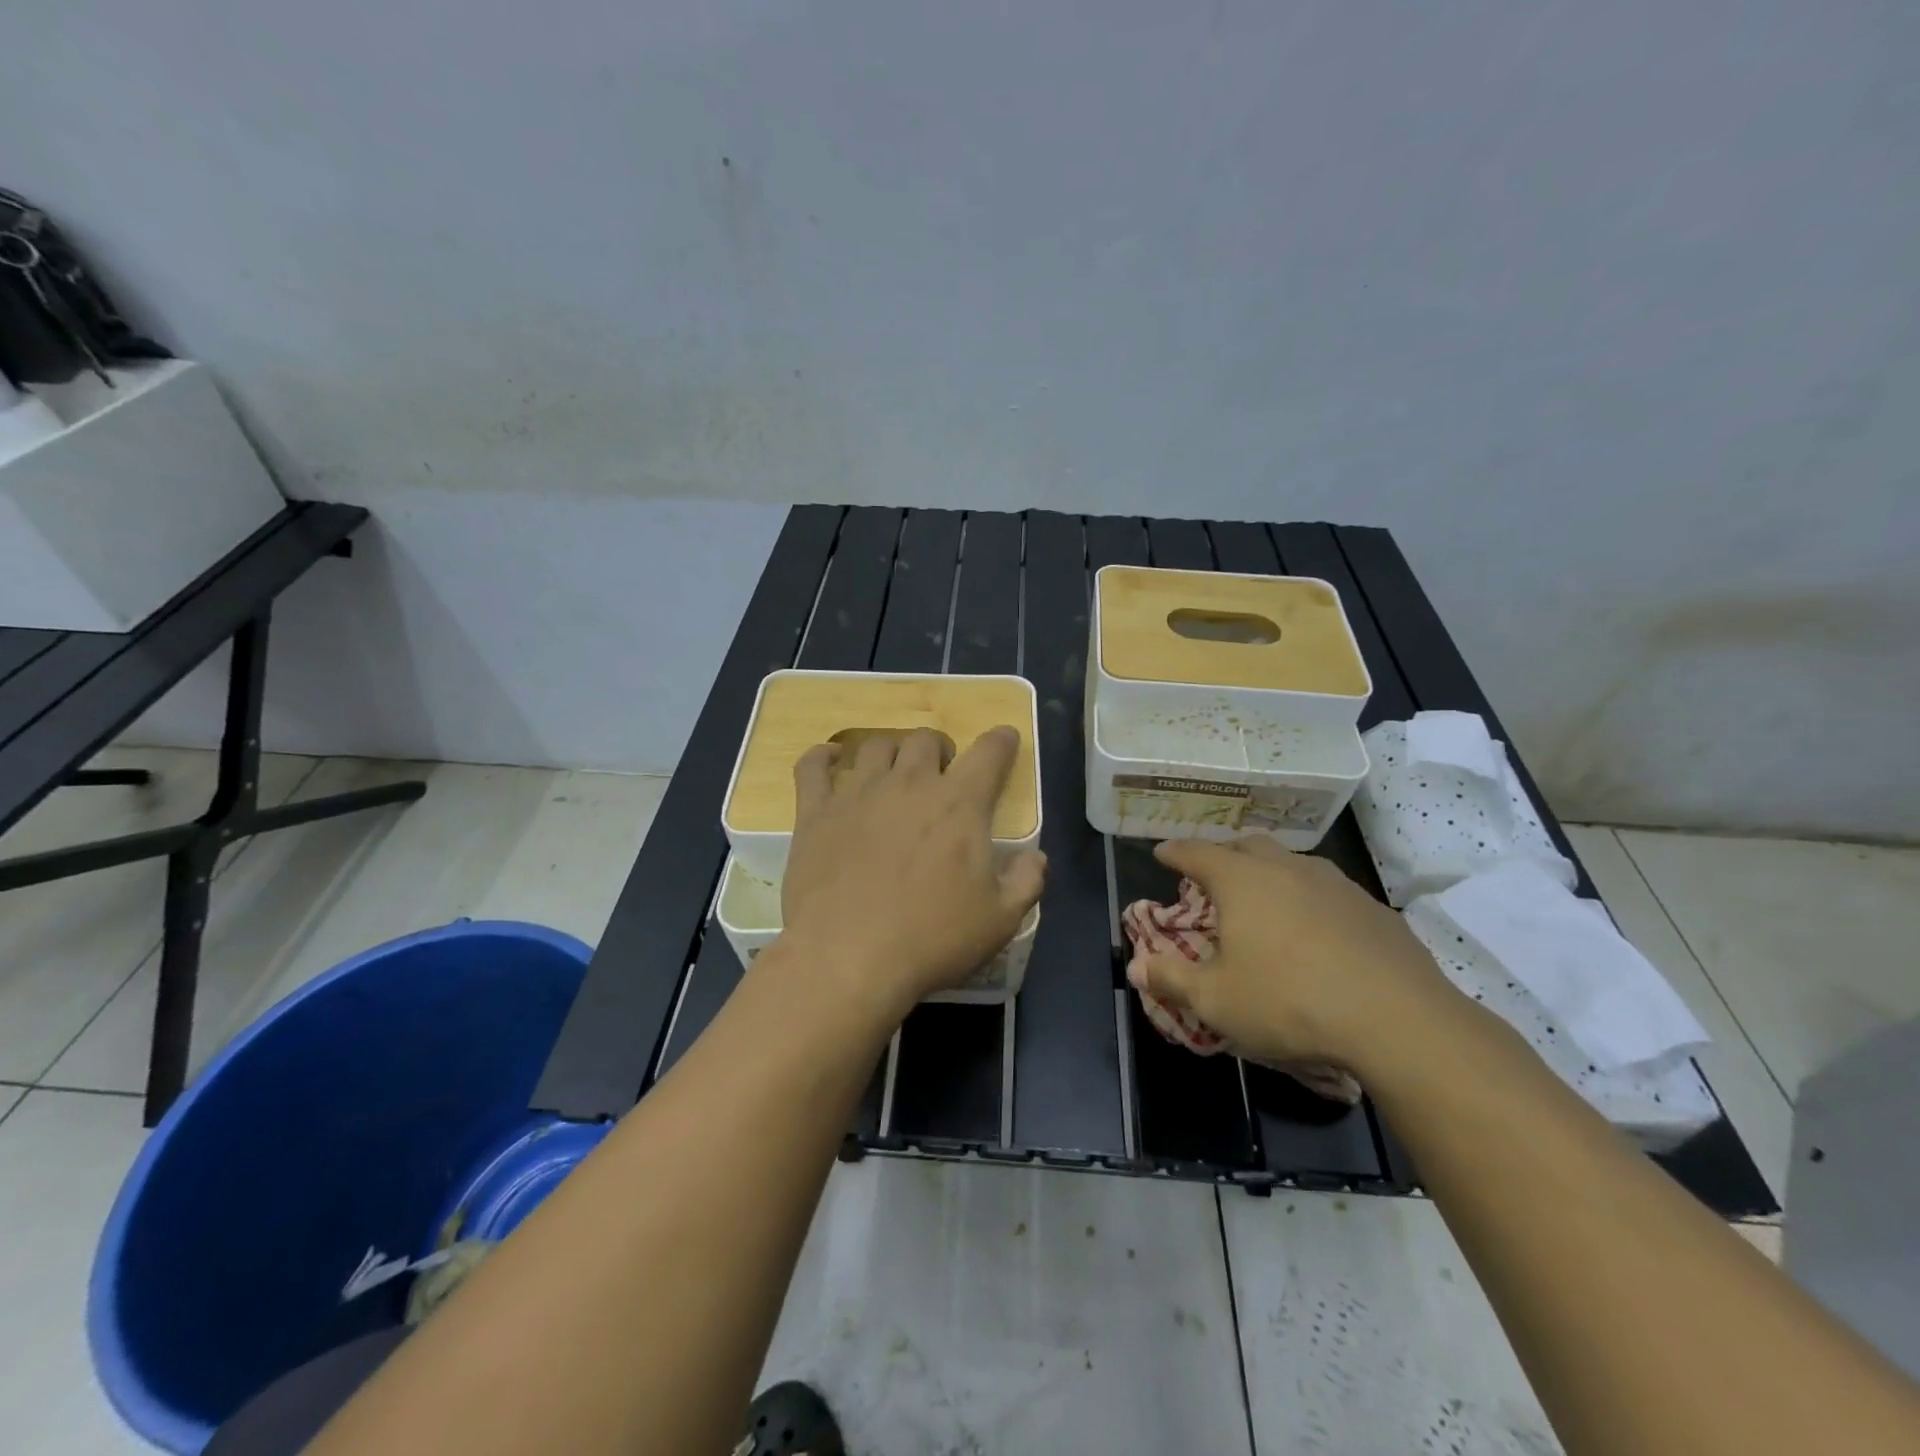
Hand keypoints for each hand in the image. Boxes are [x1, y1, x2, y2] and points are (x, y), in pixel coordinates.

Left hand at [778, 726, 1047, 1015]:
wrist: (847, 958)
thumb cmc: (931, 939)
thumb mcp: (1000, 921)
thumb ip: (1026, 882)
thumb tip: (1036, 857)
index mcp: (959, 804)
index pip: (989, 753)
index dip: (1001, 740)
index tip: (1004, 738)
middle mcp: (910, 784)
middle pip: (927, 739)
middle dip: (941, 749)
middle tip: (942, 774)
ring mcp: (858, 793)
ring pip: (876, 745)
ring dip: (892, 751)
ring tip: (894, 772)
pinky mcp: (815, 812)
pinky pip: (813, 766)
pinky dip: (822, 756)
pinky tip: (830, 759)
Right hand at [1126, 836, 1456, 1075]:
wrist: (1397, 1020)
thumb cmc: (1289, 1001)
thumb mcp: (1216, 1000)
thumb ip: (1171, 979)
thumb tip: (1135, 966)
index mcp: (1242, 881)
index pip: (1197, 853)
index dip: (1174, 851)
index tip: (1161, 852)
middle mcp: (1287, 869)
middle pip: (1247, 845)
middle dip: (1224, 853)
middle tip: (1213, 874)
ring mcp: (1336, 884)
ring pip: (1292, 862)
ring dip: (1271, 872)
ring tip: (1265, 898)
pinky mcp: (1373, 908)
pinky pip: (1328, 891)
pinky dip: (1309, 899)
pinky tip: (1316, 930)